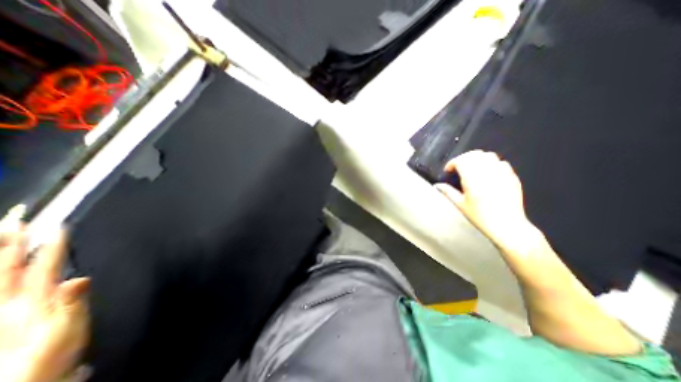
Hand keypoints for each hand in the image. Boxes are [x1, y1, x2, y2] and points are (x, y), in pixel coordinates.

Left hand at [0, 206, 88, 380]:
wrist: (30, 378)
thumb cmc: (54, 354)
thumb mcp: (69, 331)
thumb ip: (72, 306)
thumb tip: (77, 280)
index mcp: (32, 305)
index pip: (42, 269)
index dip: (50, 248)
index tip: (56, 227)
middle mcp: (9, 304)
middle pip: (6, 269)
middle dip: (10, 243)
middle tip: (14, 218)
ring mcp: (1, 310)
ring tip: (0, 232)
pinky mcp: (2, 314)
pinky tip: (0, 264)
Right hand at [436, 150, 542, 252]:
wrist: (507, 225)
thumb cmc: (480, 216)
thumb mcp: (460, 205)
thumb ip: (448, 192)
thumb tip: (437, 186)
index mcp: (472, 179)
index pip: (461, 161)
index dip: (452, 163)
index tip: (448, 170)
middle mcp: (487, 172)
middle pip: (474, 155)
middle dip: (463, 159)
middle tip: (458, 168)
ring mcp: (502, 173)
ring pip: (488, 155)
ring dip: (477, 159)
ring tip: (472, 168)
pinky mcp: (512, 177)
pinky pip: (501, 162)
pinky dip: (491, 164)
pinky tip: (488, 173)